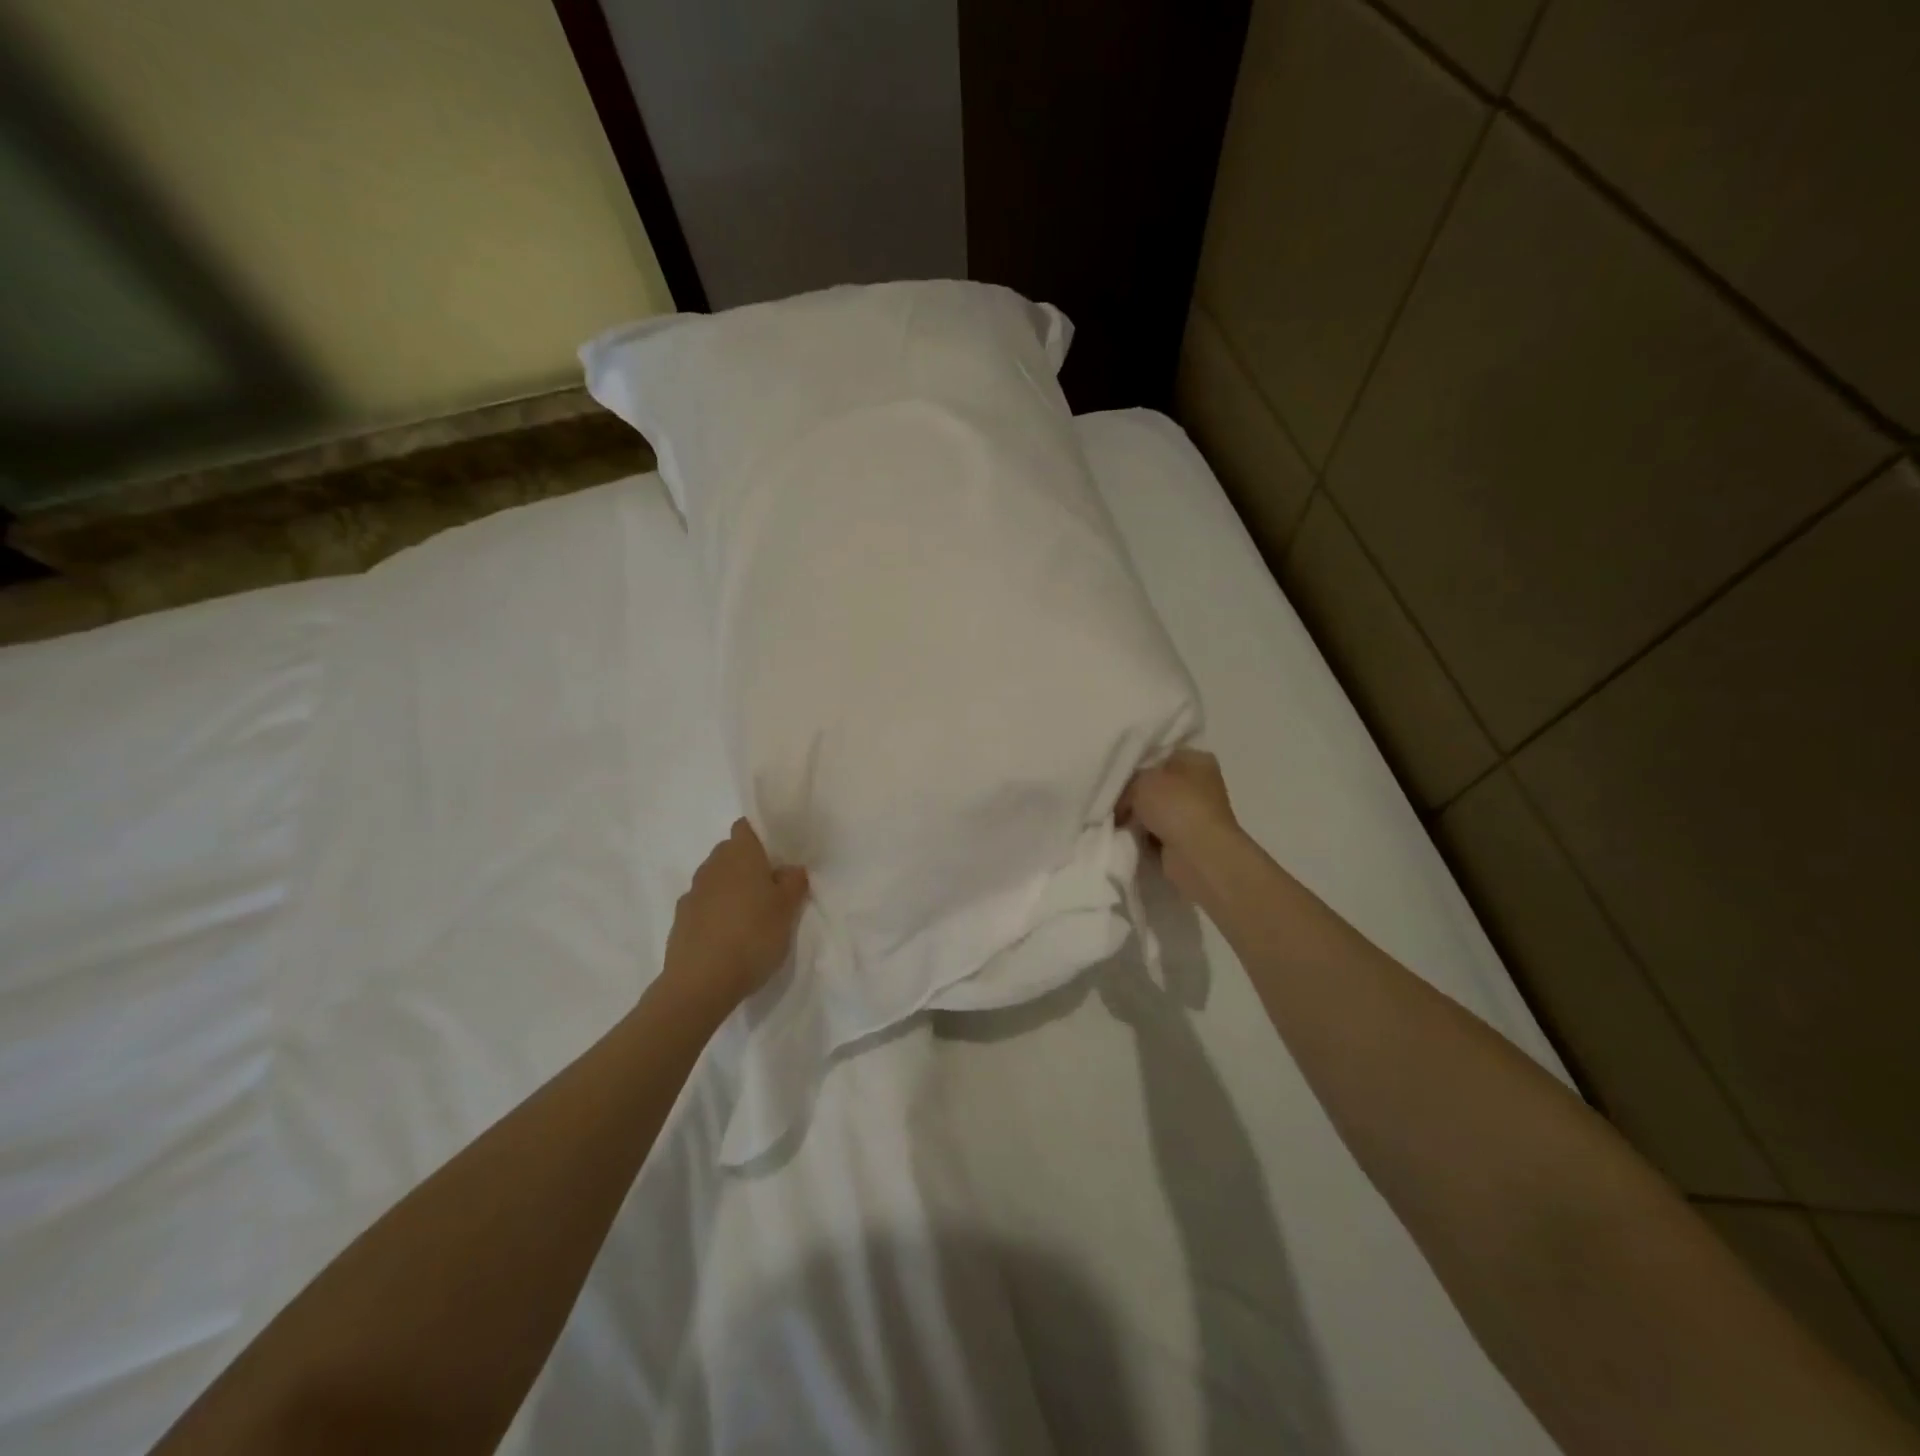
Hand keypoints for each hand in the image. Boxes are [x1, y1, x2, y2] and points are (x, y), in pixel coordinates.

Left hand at [663, 819, 808, 1012]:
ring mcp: (692, 893)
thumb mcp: (788, 909)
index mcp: (740, 854)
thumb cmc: (753, 936)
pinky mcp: (680, 920)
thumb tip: (788, 869)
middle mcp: (712, 866)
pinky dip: (716, 913)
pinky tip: (729, 937)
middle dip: (749, 865)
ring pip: (717, 880)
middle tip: (772, 889)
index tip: (778, 856)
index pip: (746, 827)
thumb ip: (793, 882)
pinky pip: (704, 906)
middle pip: (731, 853)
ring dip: (732, 890)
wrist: (700, 983)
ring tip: (751, 917)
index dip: (761, 836)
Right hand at [1119, 749, 1239, 900]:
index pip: (1160, 755)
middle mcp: (1200, 785)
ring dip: (1137, 818)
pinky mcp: (1188, 840)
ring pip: (1154, 811)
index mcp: (1196, 760)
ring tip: (1117, 820)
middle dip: (1133, 795)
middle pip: (1156, 785)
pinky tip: (1128, 838)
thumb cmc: (1175, 806)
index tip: (1115, 775)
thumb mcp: (1141, 780)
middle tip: (1112, 801)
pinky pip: (1156, 833)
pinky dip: (1144, 837)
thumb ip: (1129, 781)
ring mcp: (1195, 814)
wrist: (1198, 856)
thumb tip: (1123, 796)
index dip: (1136, 764)